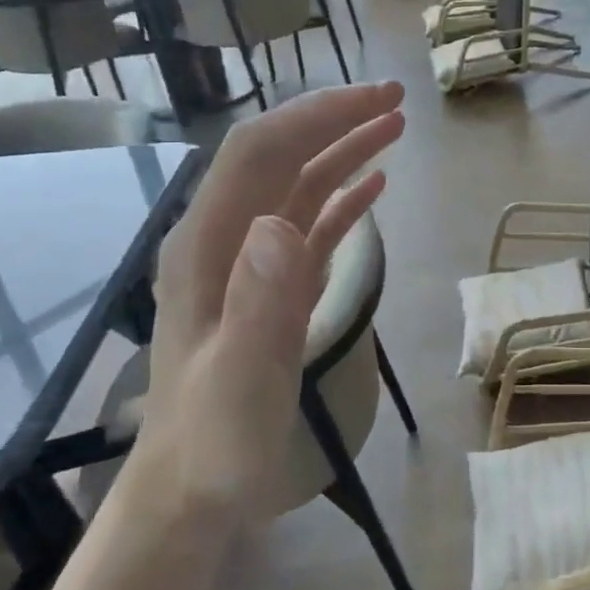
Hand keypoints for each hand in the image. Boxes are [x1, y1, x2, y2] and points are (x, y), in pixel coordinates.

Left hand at [128, 83, 405, 521]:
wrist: (193, 489)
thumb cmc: (214, 441)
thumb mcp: (238, 379)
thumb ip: (257, 303)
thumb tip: (279, 223)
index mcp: (208, 247)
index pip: (258, 153)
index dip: (314, 115)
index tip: (374, 100)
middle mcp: (225, 240)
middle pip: (280, 157)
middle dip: (334, 120)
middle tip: (396, 102)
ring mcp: (249, 264)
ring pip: (298, 187)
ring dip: (343, 152)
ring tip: (394, 128)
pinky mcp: (272, 287)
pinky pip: (310, 226)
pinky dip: (343, 199)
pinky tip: (374, 187)